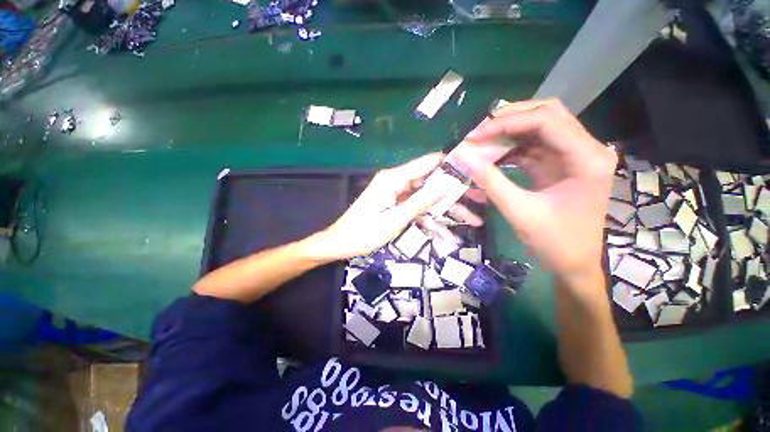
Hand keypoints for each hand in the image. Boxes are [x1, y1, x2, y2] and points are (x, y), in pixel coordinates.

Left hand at [306, 154, 481, 260]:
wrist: (340, 244)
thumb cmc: (363, 233)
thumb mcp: (394, 219)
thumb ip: (420, 202)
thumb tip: (445, 186)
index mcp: (394, 179)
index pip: (428, 163)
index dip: (451, 163)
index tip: (475, 167)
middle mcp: (397, 182)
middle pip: (431, 182)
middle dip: (455, 192)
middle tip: (481, 199)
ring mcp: (398, 195)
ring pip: (428, 198)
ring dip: (447, 209)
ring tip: (474, 219)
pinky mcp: (397, 206)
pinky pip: (418, 209)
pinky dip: (431, 219)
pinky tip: (448, 232)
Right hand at [454, 99, 616, 282]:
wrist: (575, 264)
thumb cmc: (555, 243)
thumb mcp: (520, 212)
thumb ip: (491, 182)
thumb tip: (464, 158)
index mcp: (586, 158)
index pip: (546, 120)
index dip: (507, 123)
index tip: (475, 135)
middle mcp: (586, 149)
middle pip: (547, 115)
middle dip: (509, 119)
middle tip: (479, 131)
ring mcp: (573, 156)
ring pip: (539, 128)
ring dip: (508, 132)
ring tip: (481, 141)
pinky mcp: (560, 165)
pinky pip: (534, 146)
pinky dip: (511, 148)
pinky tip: (492, 155)